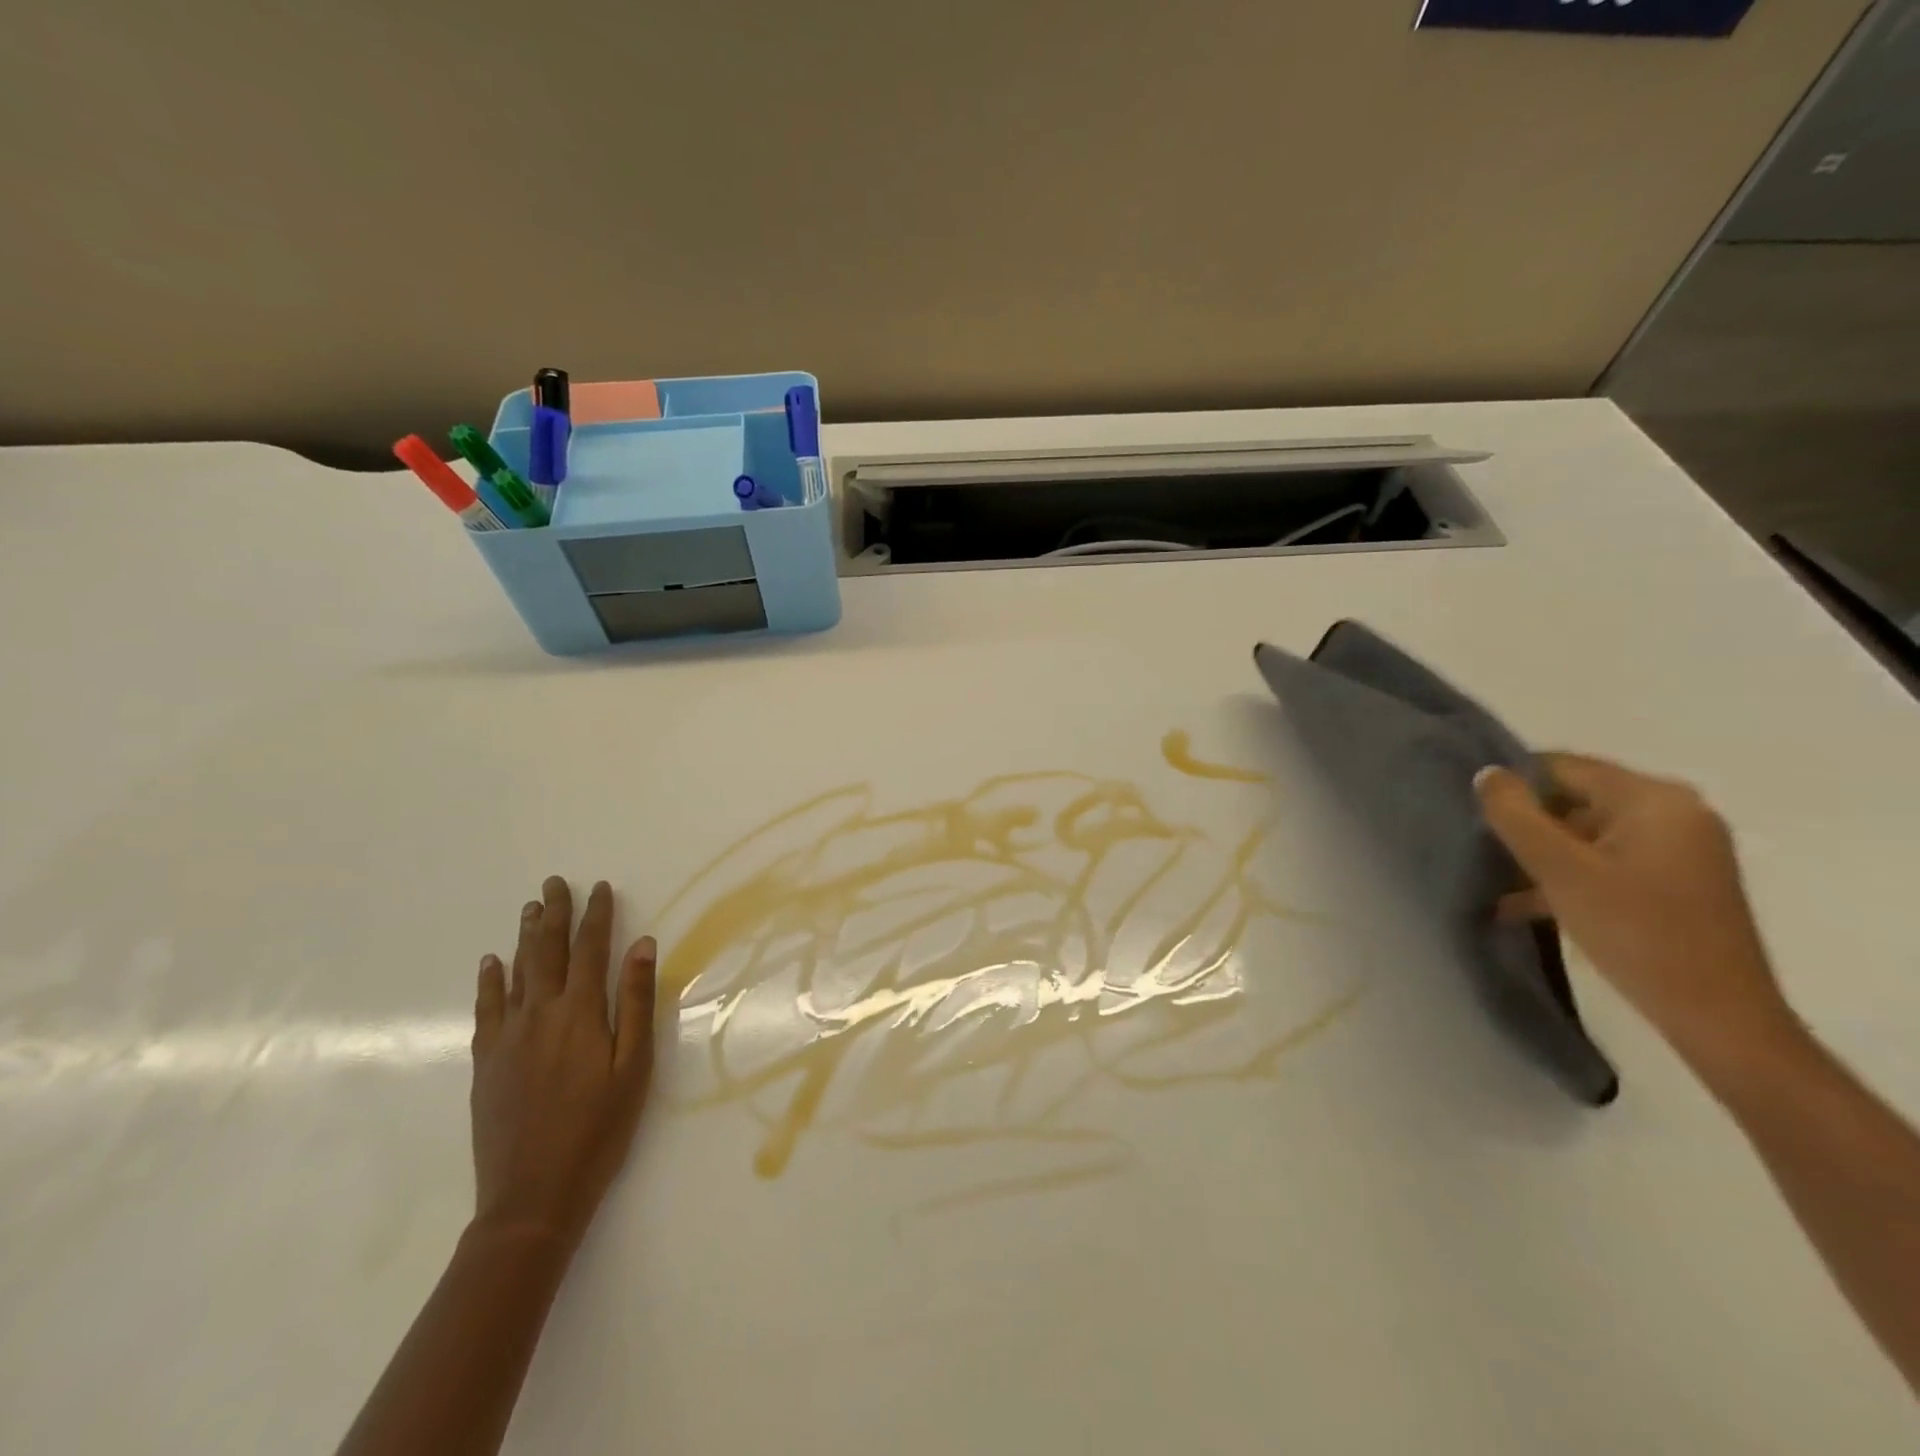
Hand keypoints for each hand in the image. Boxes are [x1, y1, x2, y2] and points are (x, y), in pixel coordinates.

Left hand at [470, 877, 657, 1249]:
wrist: (532, 1196)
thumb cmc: (599, 1129)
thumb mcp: (634, 1067)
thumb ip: (637, 1003)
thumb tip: (643, 946)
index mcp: (581, 1013)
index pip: (590, 949)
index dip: (597, 916)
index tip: (600, 888)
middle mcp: (539, 1014)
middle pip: (547, 952)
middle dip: (554, 914)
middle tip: (555, 883)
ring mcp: (507, 1038)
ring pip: (515, 973)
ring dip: (525, 937)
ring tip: (530, 908)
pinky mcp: (486, 1062)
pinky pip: (486, 1008)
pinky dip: (489, 980)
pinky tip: (491, 962)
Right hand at [1475, 755, 1798, 1078]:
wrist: (1718, 1016)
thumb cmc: (1636, 931)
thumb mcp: (1560, 870)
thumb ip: (1515, 815)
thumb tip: (1488, 773)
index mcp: (1654, 798)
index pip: (1564, 766)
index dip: (1513, 784)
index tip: (1472, 812)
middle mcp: (1675, 812)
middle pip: (1576, 798)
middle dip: (1527, 822)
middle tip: (1481, 847)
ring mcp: (1681, 848)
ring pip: (1588, 833)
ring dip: (1542, 854)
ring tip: (1495, 879)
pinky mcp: (1677, 881)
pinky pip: (1608, 860)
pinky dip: (1570, 875)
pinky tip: (1525, 904)